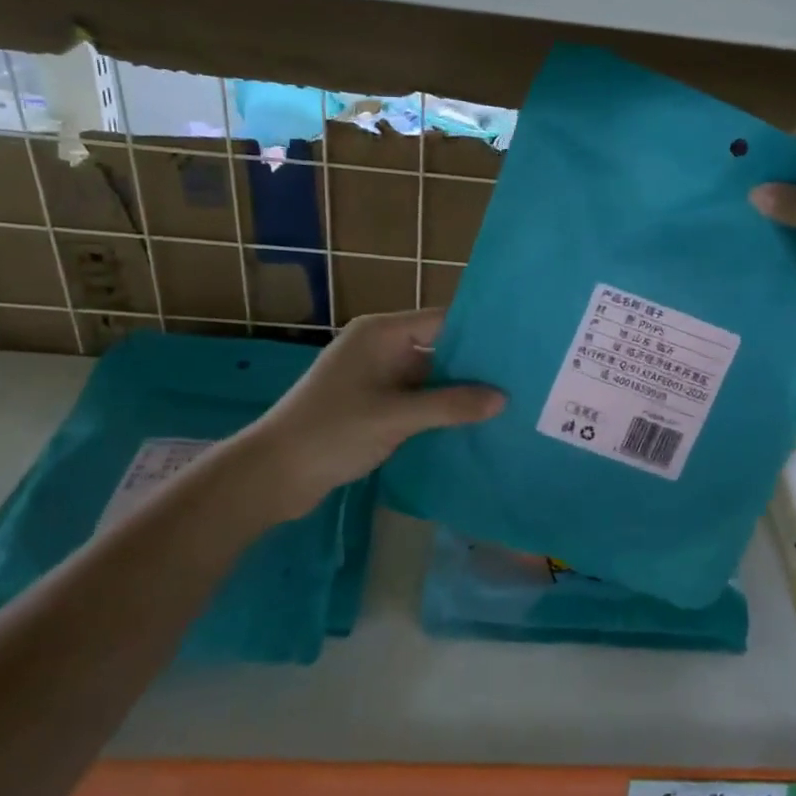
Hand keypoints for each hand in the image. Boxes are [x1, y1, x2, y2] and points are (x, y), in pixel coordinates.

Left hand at [224, 309, 503, 520]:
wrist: (273, 474)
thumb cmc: (332, 432)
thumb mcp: (395, 416)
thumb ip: (450, 405)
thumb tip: (503, 399)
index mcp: (381, 334)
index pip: (442, 321)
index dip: (479, 333)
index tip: (518, 348)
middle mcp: (381, 348)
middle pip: (439, 348)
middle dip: (475, 366)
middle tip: (522, 379)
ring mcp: (377, 378)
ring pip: (430, 378)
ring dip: (459, 392)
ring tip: (508, 403)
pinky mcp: (374, 405)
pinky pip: (417, 400)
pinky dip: (440, 410)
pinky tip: (472, 424)